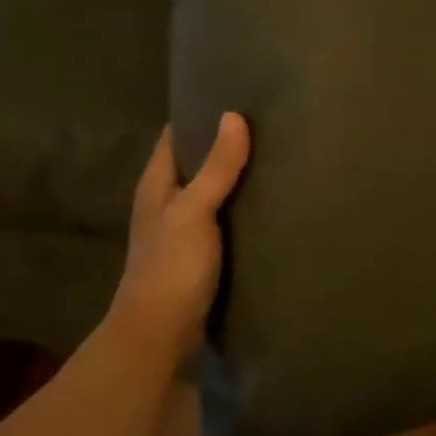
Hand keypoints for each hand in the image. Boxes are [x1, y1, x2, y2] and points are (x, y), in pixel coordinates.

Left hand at [112, 114, 250, 352]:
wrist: (159, 339)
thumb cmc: (171, 268)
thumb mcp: (194, 212)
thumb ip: (216, 168)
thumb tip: (234, 116)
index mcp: (157, 185)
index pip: (176, 137)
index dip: (200, 114)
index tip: (237, 96)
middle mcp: (167, 204)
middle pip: (197, 163)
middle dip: (227, 144)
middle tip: (270, 124)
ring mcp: (183, 232)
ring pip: (213, 192)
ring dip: (238, 178)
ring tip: (279, 156)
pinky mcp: (202, 257)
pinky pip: (226, 220)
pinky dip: (244, 209)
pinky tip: (272, 203)